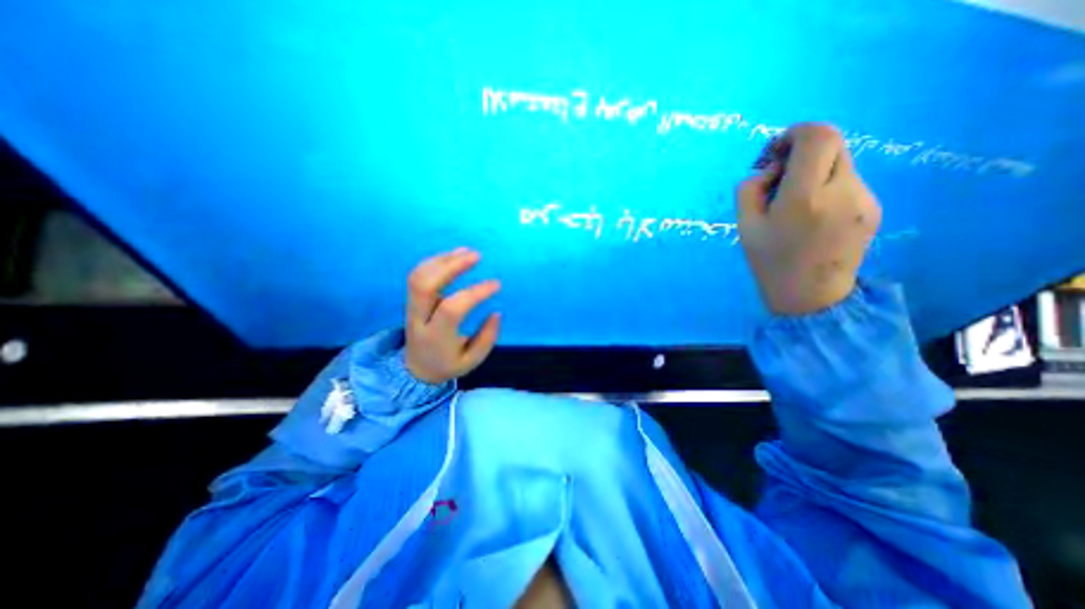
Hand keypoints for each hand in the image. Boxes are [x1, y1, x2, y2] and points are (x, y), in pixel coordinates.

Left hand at [405, 245, 501, 380]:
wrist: (416, 369)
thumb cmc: (448, 364)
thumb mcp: (472, 360)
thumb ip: (487, 338)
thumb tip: (496, 312)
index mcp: (435, 337)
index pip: (452, 308)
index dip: (475, 293)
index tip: (496, 285)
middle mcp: (419, 318)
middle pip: (425, 284)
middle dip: (451, 266)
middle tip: (476, 256)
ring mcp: (412, 307)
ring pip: (419, 276)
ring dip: (443, 260)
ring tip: (466, 251)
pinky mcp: (413, 299)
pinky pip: (418, 275)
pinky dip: (435, 261)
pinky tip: (453, 256)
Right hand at [738, 122, 879, 316]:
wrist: (810, 297)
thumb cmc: (769, 262)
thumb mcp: (744, 227)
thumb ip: (750, 189)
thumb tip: (771, 169)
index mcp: (804, 198)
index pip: (817, 137)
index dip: (795, 133)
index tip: (775, 152)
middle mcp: (842, 192)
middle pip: (833, 143)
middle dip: (802, 151)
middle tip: (780, 176)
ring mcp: (864, 199)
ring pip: (841, 162)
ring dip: (814, 170)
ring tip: (794, 200)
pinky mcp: (873, 208)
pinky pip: (848, 181)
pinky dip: (826, 185)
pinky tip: (813, 212)